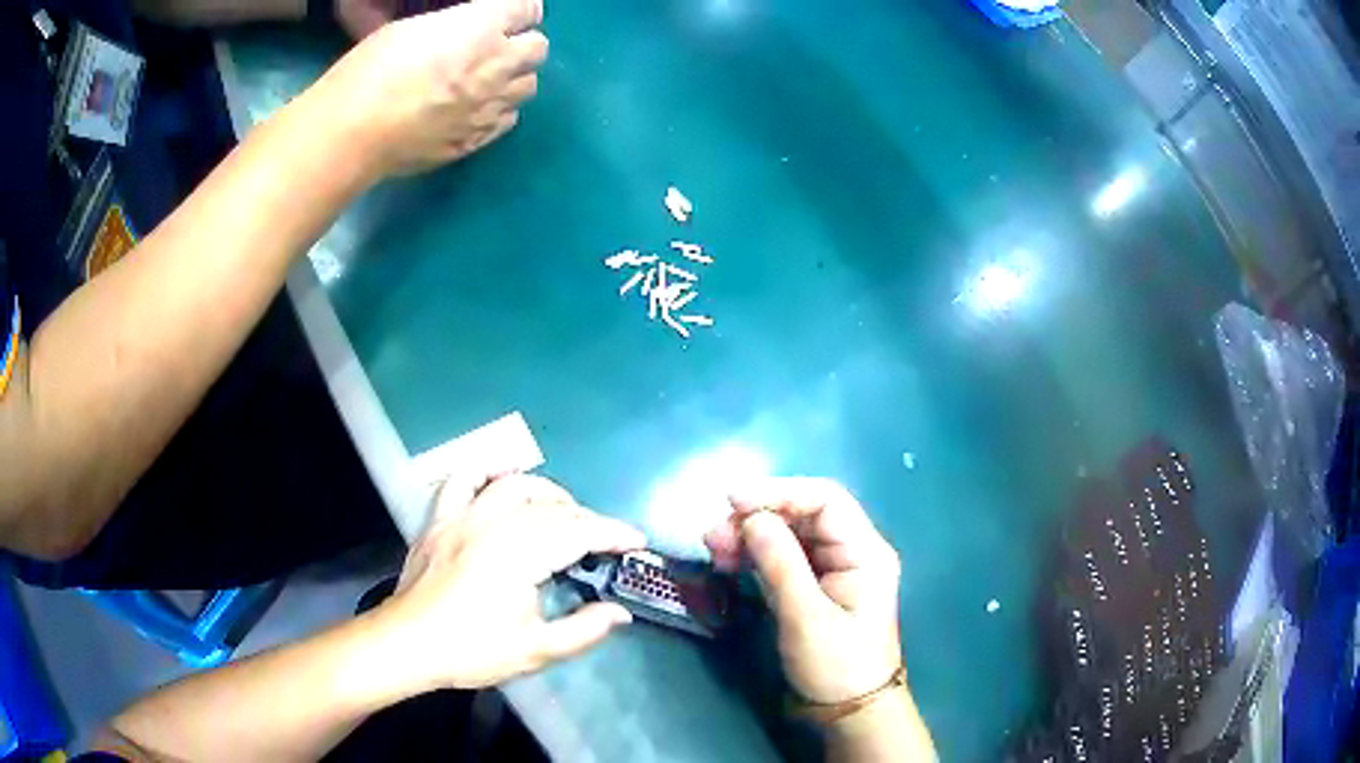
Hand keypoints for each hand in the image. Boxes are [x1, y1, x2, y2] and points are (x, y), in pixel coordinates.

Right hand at [319, 0, 547, 176]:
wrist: (353, 132)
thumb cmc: (372, 69)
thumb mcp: (413, 27)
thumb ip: (454, 25)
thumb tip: (465, 28)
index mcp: (483, 28)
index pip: (529, 9)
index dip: (518, 10)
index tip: (505, 14)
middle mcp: (498, 65)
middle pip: (538, 49)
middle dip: (522, 43)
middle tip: (495, 47)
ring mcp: (490, 107)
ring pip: (527, 87)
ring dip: (512, 78)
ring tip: (485, 80)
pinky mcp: (476, 141)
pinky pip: (506, 120)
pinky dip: (497, 111)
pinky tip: (474, 109)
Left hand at [369, 474, 644, 692]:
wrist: (407, 645)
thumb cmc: (471, 651)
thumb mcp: (534, 650)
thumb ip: (583, 631)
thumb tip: (619, 612)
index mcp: (518, 556)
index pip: (577, 533)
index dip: (612, 534)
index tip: (637, 542)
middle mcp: (492, 525)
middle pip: (551, 508)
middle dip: (587, 520)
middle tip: (604, 543)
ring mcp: (461, 516)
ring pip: (513, 486)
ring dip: (547, 494)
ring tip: (563, 513)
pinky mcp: (439, 519)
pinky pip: (461, 479)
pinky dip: (485, 471)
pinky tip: (502, 475)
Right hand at [704, 478, 902, 704]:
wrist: (849, 710)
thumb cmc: (836, 666)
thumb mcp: (806, 618)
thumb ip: (781, 565)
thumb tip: (751, 518)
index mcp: (865, 552)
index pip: (825, 500)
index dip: (779, 492)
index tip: (733, 501)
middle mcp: (853, 551)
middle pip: (804, 514)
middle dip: (758, 516)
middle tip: (714, 535)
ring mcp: (834, 567)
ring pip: (789, 533)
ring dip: (751, 535)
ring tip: (714, 548)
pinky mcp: (815, 584)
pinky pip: (783, 556)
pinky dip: (755, 555)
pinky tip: (729, 561)